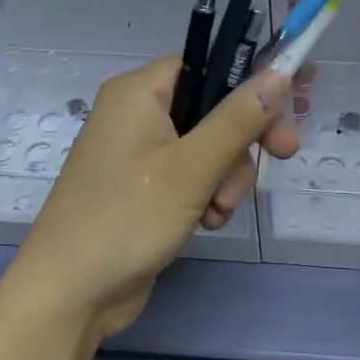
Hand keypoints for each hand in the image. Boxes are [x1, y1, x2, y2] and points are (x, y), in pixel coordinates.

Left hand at [4, 59, 298, 340]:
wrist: (69, 295)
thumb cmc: (127, 218)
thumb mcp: (192, 167)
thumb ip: (239, 118)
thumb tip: (281, 70)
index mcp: (139, 92)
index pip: (207, 64)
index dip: (249, 82)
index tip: (290, 106)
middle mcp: (136, 113)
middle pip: (212, 107)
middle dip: (241, 141)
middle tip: (282, 156)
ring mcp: (138, 152)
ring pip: (208, 146)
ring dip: (226, 177)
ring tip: (217, 211)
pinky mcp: (143, 186)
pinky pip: (191, 174)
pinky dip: (207, 194)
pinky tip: (206, 222)